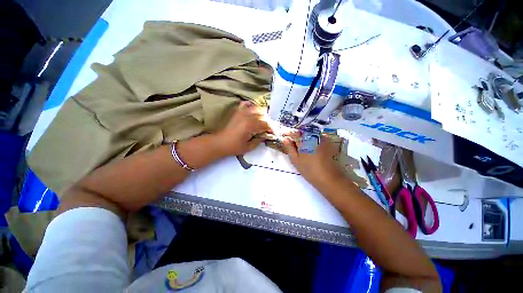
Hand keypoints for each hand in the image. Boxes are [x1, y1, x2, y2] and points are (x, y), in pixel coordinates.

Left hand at [213, 101, 272, 155]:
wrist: (220, 142)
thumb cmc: (234, 147)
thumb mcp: (249, 147)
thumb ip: (259, 140)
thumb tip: (266, 136)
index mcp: (251, 125)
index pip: (266, 124)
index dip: (272, 129)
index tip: (274, 134)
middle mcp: (247, 116)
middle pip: (263, 115)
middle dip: (269, 122)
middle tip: (269, 129)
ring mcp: (242, 112)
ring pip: (257, 108)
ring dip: (262, 115)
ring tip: (263, 122)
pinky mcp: (237, 112)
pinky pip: (246, 104)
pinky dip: (251, 106)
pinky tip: (253, 111)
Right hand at [282, 132, 345, 185]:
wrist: (330, 179)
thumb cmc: (310, 170)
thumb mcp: (296, 160)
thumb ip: (289, 148)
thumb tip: (285, 139)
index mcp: (305, 140)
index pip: (294, 132)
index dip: (287, 133)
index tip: (283, 135)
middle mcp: (314, 136)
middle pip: (302, 131)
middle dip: (295, 135)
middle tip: (290, 141)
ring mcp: (323, 138)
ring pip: (310, 134)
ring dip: (303, 137)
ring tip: (300, 144)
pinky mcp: (328, 142)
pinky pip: (317, 137)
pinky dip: (311, 139)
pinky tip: (310, 146)